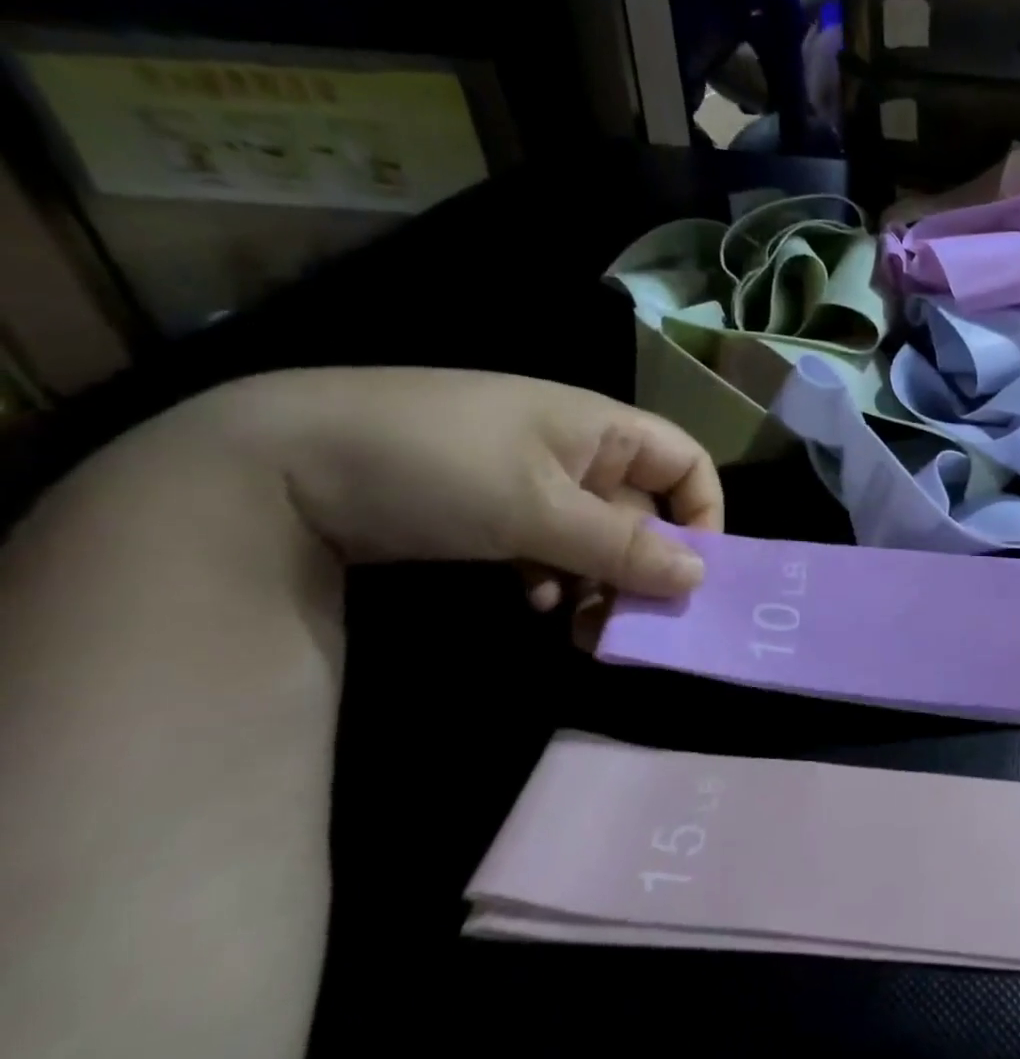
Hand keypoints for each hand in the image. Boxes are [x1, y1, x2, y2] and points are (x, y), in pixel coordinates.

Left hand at [197, 368, 722, 598]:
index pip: (687, 464)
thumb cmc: (436, 467)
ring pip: (597, 536)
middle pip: (643, 510)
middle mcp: (578, 450)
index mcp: (601, 429)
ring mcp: (533, 479)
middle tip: (630, 621)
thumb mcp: (537, 510)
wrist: (277, 462)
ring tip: (580, 629)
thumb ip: (622, 546)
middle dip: (644, 567)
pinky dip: (553, 576)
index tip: (692, 574)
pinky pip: (551, 545)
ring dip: (599, 582)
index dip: (703, 515)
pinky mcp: (493, 508)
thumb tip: (699, 578)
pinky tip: (531, 602)